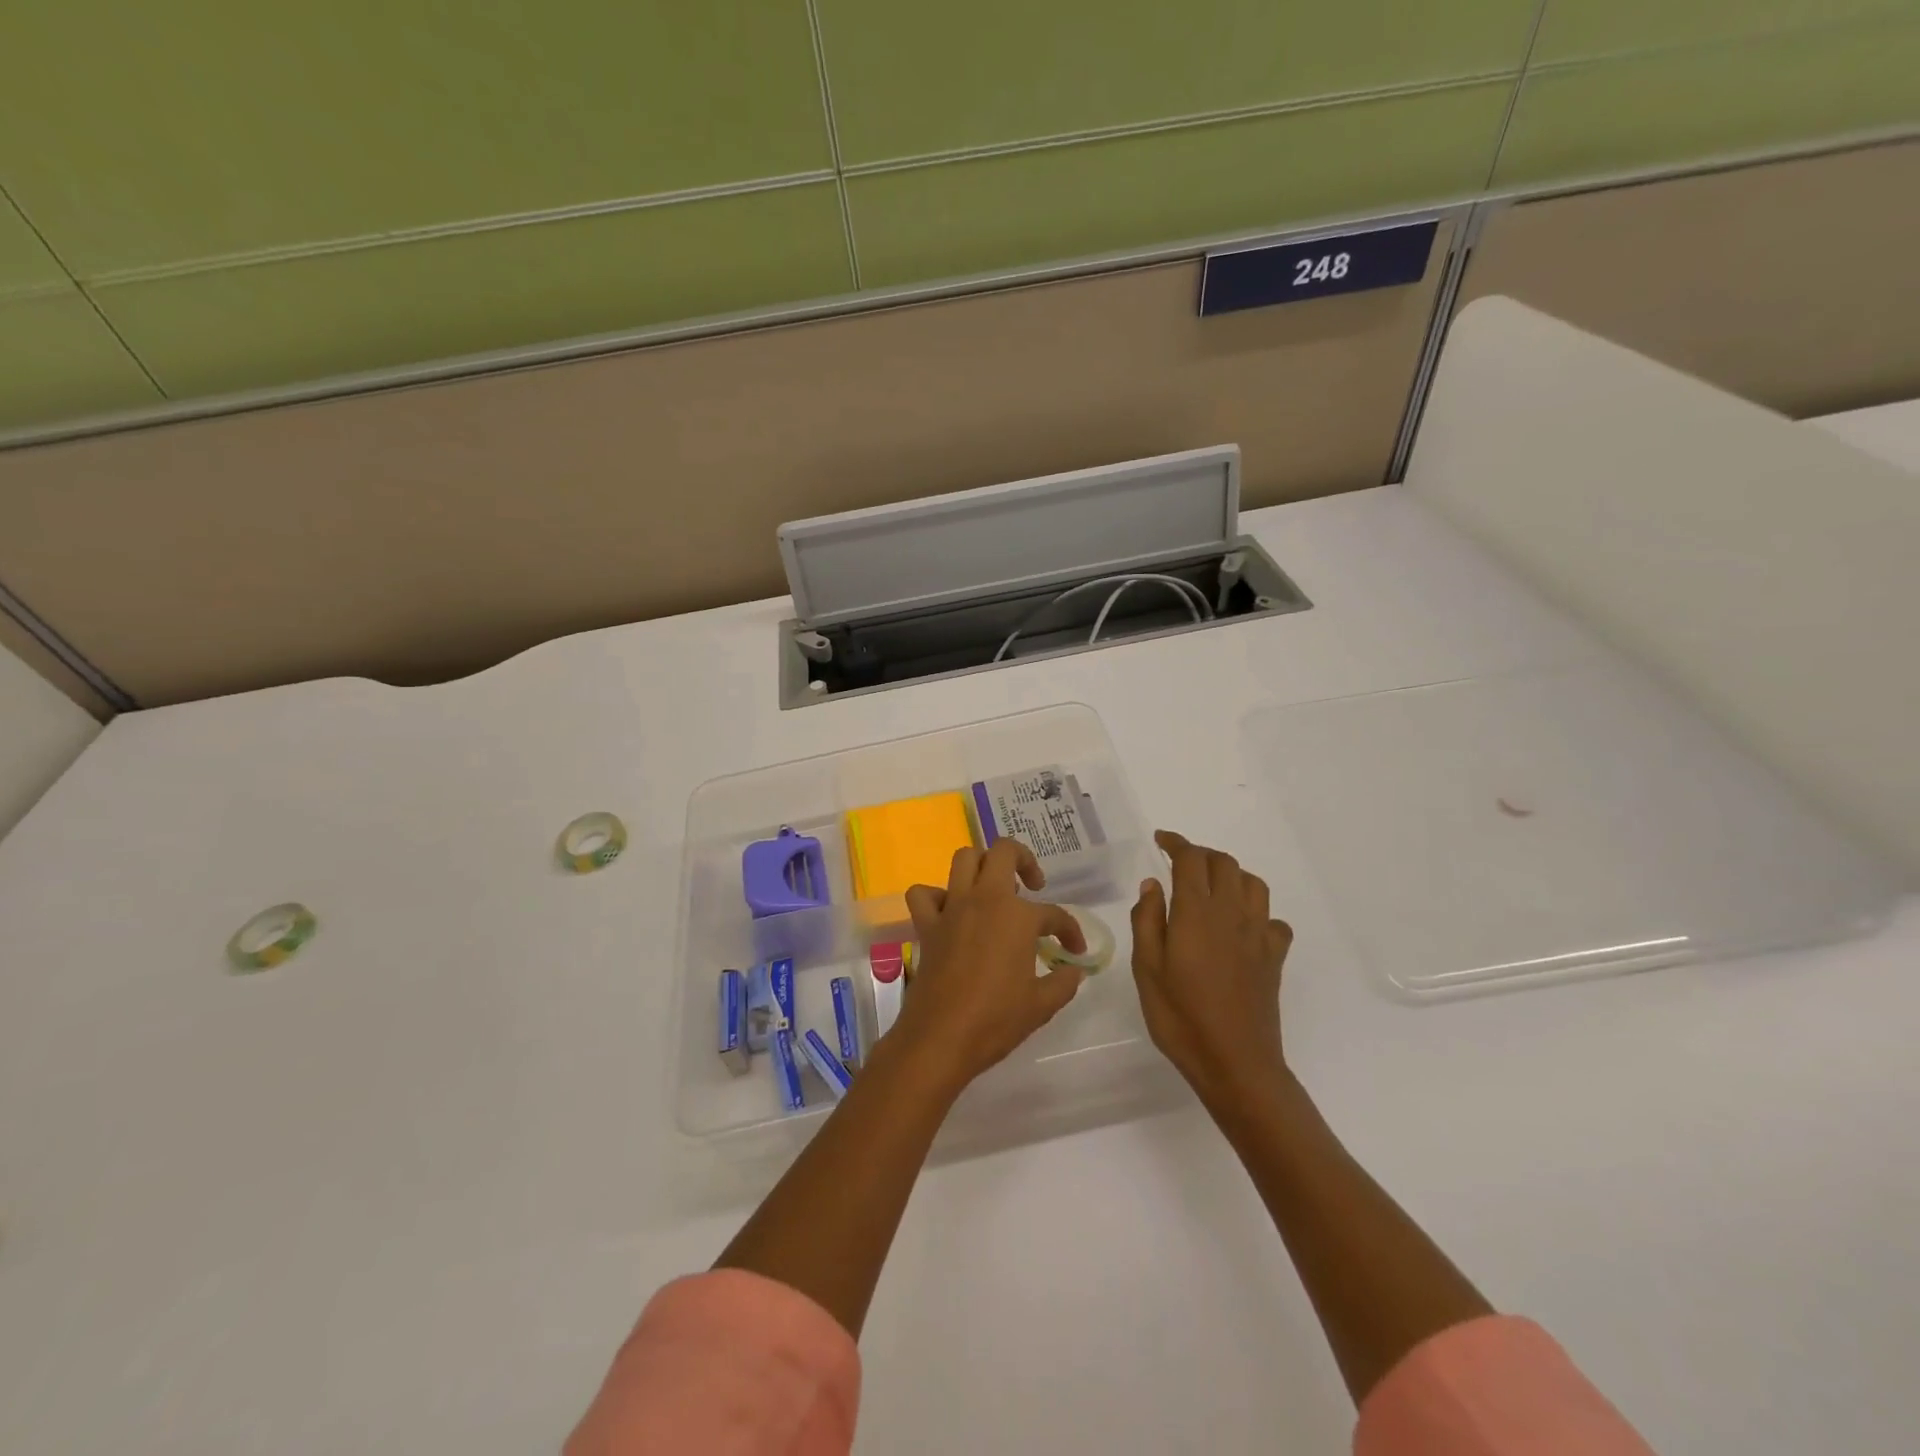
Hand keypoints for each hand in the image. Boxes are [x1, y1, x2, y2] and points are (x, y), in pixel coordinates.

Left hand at [889, 840, 1088, 1096]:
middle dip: (1023, 859)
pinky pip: (924, 894)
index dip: (1070, 931)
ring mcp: (952, 908)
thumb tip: (1074, 971)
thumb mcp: (1042, 1005)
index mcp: (1017, 916)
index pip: (1054, 914)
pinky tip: (950, 912)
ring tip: (994, 889)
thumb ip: (1063, 982)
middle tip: (1032, 886)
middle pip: (1003, 852)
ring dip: (982, 865)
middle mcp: (984, 900)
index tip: (1075, 950)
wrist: (941, 1037)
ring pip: (964, 859)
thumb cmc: (996, 1020)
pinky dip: (935, 896)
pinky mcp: (927, 925)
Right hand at [1131, 830, 1293, 1113]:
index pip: (1190, 860)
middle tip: (1180, 863)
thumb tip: (1153, 884)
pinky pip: (1273, 921)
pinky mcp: (1274, 958)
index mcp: (1196, 913)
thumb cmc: (1180, 1017)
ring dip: (1231, 875)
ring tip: (1211, 887)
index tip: (1161, 840)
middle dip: (1201, 855)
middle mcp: (1231, 914)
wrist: (1235, 1063)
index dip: (1176, 843)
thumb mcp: (1146, 969)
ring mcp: (1258, 935)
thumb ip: (1147, 920)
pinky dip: (1257, 912)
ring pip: (1253, 884)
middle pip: (1224, 864)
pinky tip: (1242, 927)